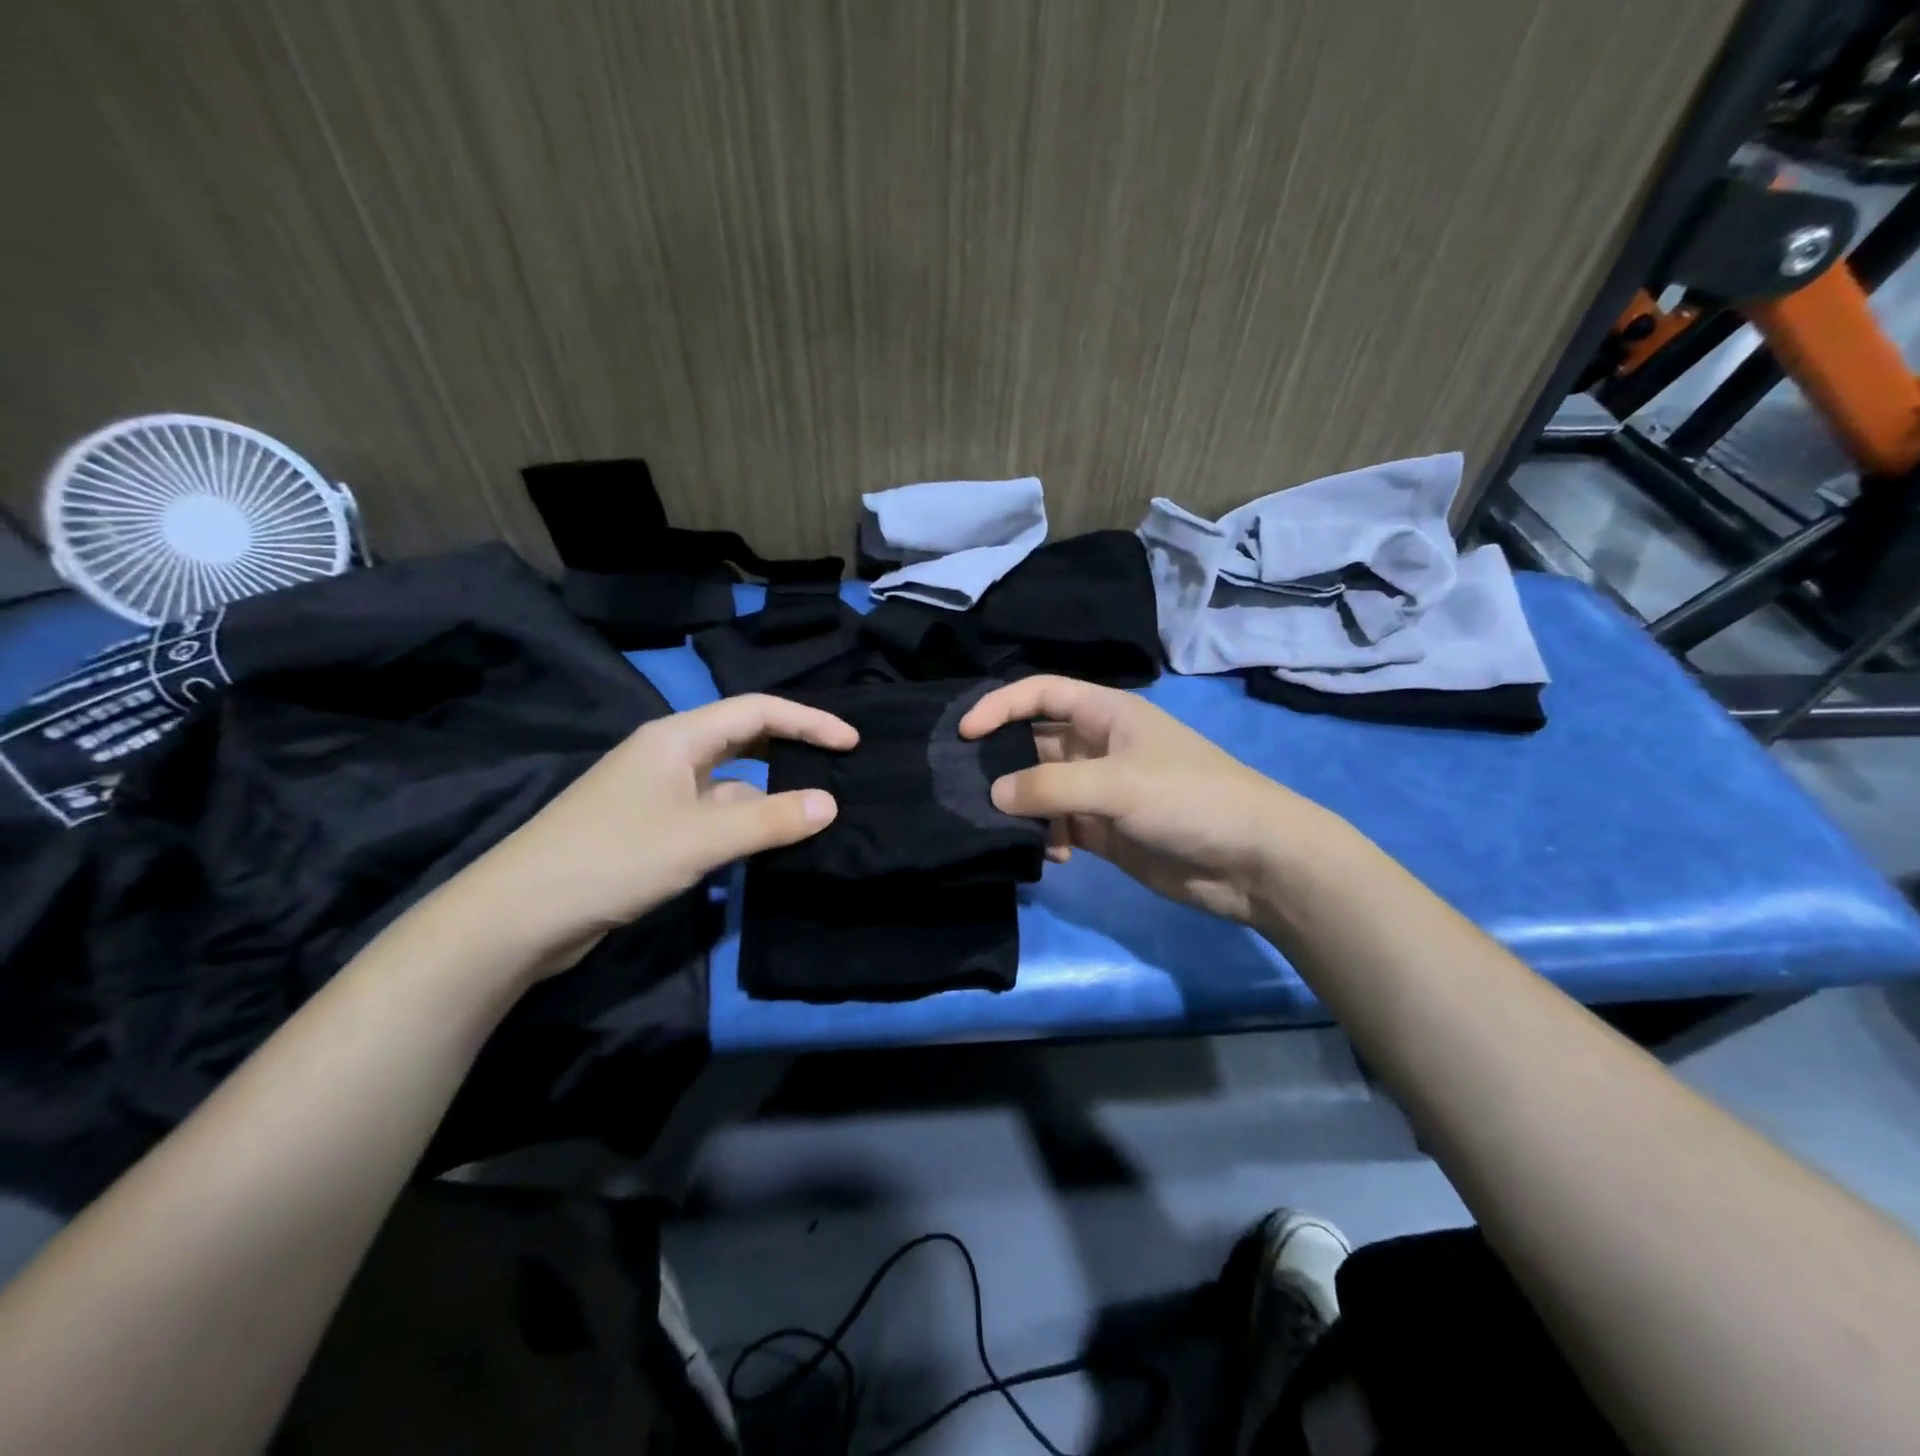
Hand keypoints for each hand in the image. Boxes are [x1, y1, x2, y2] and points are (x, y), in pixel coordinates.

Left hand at [441, 694, 855, 975]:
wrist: (520, 916)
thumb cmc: (614, 858)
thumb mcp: (701, 838)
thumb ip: (769, 819)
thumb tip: (830, 804)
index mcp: (677, 738)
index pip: (757, 711)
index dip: (809, 720)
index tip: (852, 742)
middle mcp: (668, 756)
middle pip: (743, 738)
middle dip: (791, 748)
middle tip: (839, 767)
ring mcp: (658, 794)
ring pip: (729, 781)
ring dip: (769, 792)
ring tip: (815, 811)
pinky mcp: (651, 829)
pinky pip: (712, 814)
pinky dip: (743, 822)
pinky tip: (766, 844)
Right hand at [960, 676, 1337, 923]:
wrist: (1254, 861)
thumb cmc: (1190, 799)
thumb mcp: (1117, 784)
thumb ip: (1050, 788)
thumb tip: (994, 794)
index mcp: (1106, 714)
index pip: (1041, 693)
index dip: (1000, 705)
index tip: (963, 732)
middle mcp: (1099, 747)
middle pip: (1035, 744)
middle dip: (1003, 763)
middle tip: (966, 788)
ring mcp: (1102, 791)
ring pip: (1043, 790)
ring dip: (1023, 807)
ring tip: (1005, 827)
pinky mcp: (1107, 831)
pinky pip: (1060, 827)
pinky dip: (1049, 838)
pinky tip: (1054, 856)